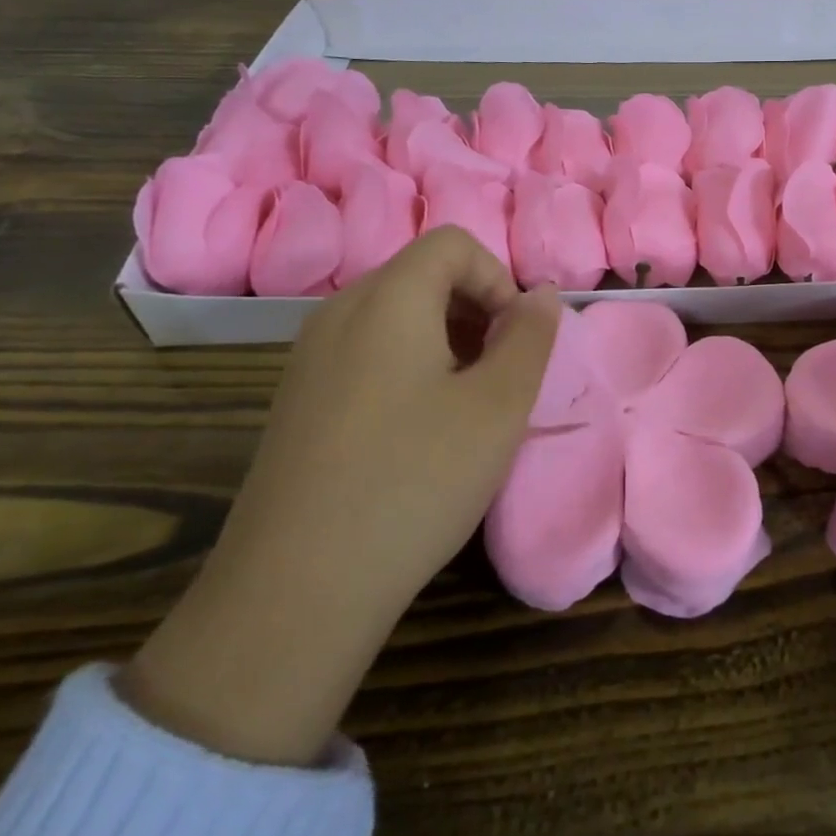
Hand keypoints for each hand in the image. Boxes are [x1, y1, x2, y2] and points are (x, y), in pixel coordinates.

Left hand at [120, 227, 560, 764]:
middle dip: (477, 309)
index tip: (517, 339)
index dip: (499, 278)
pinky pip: (366, 353)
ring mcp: (309, 358)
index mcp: (387, 300)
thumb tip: (540, 294)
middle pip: (422, 274)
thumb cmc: (415, 481)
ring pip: (395, 316)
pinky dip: (409, 367)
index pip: (453, 244)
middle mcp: (338, 313)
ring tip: (467, 406)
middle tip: (501, 374)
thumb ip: (530, 336)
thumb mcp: (499, 405)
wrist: (294, 591)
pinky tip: (419, 433)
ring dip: (447, 340)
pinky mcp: (297, 401)